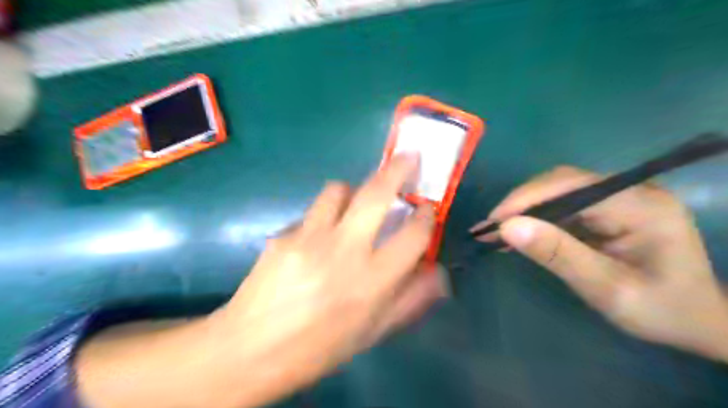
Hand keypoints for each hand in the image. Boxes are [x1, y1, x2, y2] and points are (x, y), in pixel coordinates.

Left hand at [214, 152, 446, 394]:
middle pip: (377, 194)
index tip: (427, 209)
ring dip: (353, 191)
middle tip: (408, 157)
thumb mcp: (372, 333)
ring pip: (339, 189)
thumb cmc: (319, 348)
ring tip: (352, 205)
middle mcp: (344, 251)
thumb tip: (438, 273)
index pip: (413, 235)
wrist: (250, 350)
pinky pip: (311, 213)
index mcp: (372, 282)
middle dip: (398, 169)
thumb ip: (409, 300)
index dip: (426, 217)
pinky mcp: (283, 234)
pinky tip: (316, 238)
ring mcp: (309, 238)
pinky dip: (323, 216)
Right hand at [473, 163, 726, 360]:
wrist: (697, 321)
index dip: (526, 199)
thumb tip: (507, 228)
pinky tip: (518, 234)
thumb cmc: (660, 310)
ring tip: (495, 232)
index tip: (493, 222)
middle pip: (561, 183)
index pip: (570, 186)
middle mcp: (630, 191)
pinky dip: (537, 219)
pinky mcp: (608, 209)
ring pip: (558, 192)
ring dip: (524, 210)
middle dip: (520, 204)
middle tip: (489, 228)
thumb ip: (558, 255)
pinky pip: (564, 206)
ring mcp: (619, 198)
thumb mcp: (607, 288)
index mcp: (640, 205)